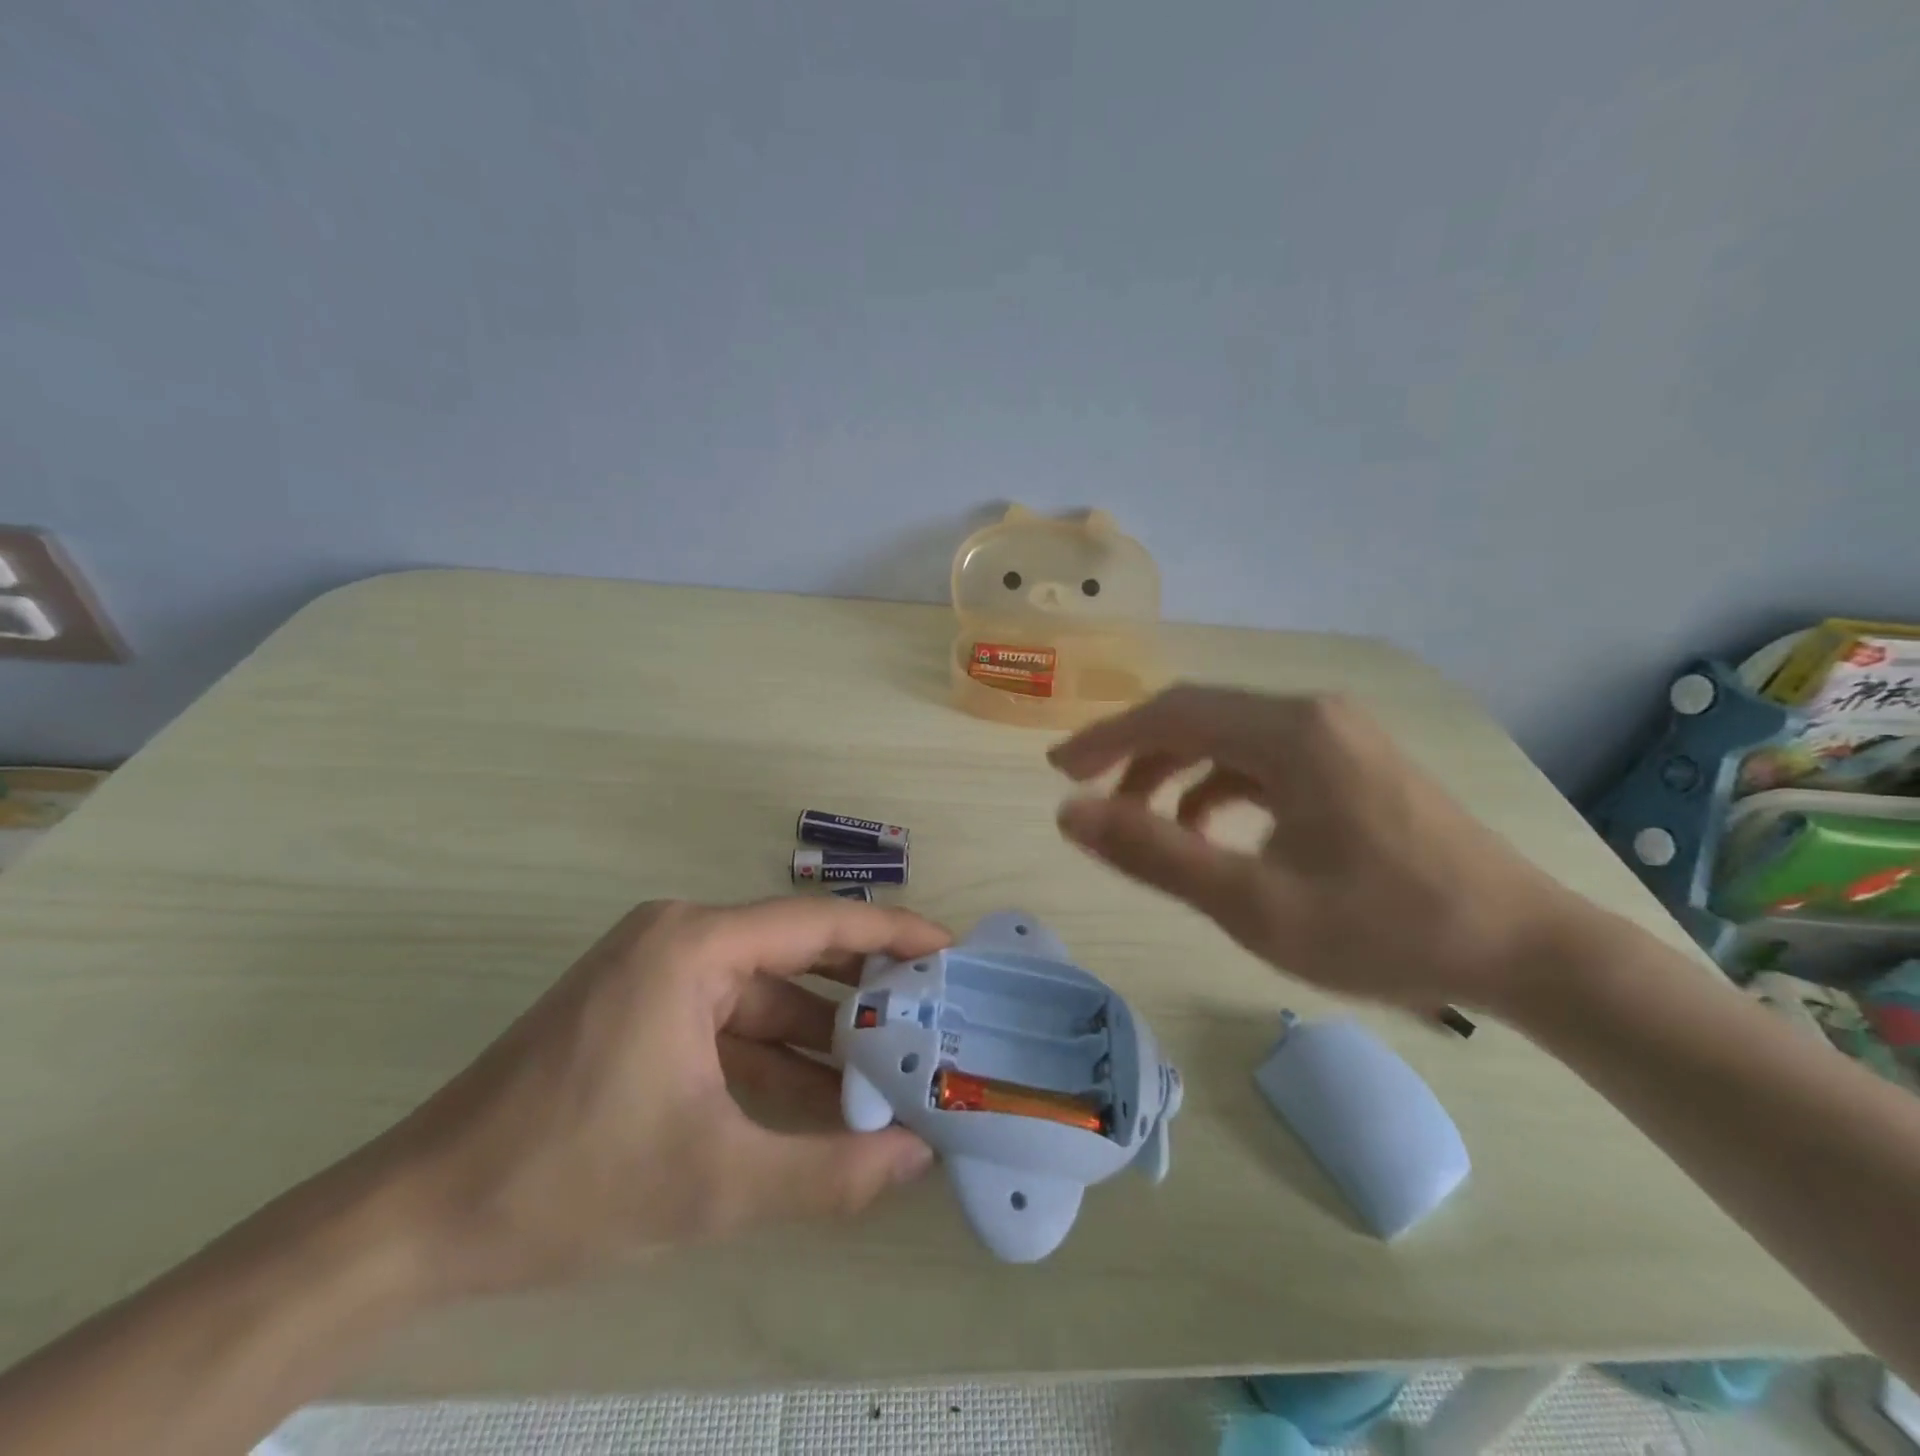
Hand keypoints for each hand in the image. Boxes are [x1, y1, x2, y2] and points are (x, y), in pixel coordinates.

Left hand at [376, 898, 945, 1295]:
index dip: (891, 933)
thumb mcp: (713, 1183)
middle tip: (933, 1017)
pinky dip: (776, 1060)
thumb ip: (828, 1171)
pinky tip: (824, 1103)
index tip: (949, 951)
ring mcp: (656, 976)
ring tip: (893, 1071)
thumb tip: (919, 1156)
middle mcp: (679, 940)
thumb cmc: (566, 1181)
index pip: (818, 924)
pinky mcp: (642, 1014)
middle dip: (864, 991)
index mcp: (693, 946)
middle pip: (796, 954)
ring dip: (822, 1037)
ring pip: (764, 997)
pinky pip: (730, 1025)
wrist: (413, 1222)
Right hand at [1048, 685, 1590, 1013]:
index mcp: (1290, 732)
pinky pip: (1264, 758)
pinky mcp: (1353, 760)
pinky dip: (1220, 784)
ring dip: (1175, 772)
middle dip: (1134, 754)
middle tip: (1087, 796)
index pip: (1171, 714)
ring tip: (1143, 824)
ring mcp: (1339, 734)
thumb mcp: (1254, 903)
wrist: (1524, 949)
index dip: (1105, 739)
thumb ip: (1155, 854)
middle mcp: (1312, 714)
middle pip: (1198, 716)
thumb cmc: (1386, 928)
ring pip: (1229, 737)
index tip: (1058, 772)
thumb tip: (1069, 814)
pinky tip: (1210, 830)